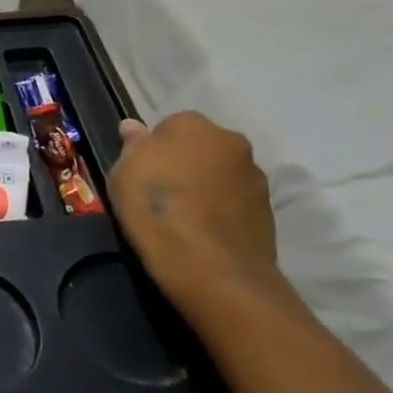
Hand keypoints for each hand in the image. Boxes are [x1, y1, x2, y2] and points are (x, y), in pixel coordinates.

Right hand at [108, 112, 279, 320]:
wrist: (213, 268)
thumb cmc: (156, 210)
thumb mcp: (122, 174)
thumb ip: (132, 146)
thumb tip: (133, 127)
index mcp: (192, 124)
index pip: (168, 127)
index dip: (153, 150)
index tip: (143, 174)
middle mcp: (230, 141)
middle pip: (200, 146)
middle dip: (186, 163)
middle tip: (164, 192)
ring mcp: (255, 176)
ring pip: (221, 173)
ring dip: (207, 186)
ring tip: (186, 216)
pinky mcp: (269, 209)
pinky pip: (237, 201)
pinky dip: (223, 209)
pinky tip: (205, 231)